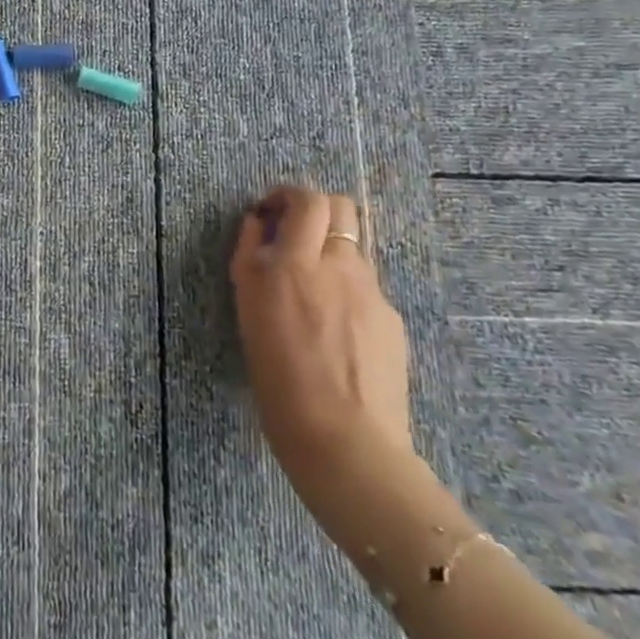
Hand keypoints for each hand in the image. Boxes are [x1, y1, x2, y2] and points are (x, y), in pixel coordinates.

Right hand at [230, 185, 413, 496]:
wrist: (345, 442)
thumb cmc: (278, 381)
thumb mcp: (249, 313)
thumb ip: (253, 260)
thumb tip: (260, 225)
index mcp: (293, 264)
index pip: (305, 199)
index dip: (286, 196)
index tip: (270, 214)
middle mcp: (335, 266)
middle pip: (340, 206)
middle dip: (315, 208)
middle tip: (294, 234)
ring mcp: (370, 290)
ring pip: (352, 246)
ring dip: (330, 250)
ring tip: (312, 288)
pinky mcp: (390, 317)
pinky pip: (365, 286)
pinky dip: (346, 289)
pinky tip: (336, 329)